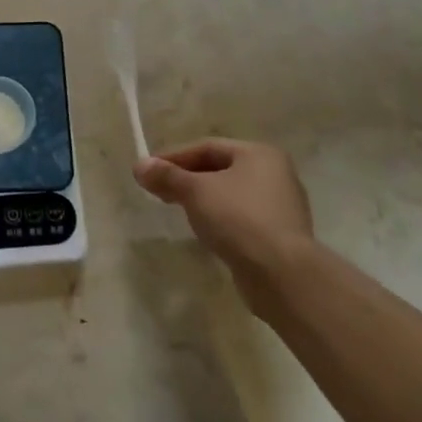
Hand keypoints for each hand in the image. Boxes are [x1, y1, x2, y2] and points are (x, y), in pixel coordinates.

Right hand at [133, 140, 314, 302]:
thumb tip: (139, 166)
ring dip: (202, 199)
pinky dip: (220, 218)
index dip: (174, 157)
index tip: (149, 170)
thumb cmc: (238, 218)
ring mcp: (281, 206)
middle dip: (187, 178)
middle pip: (220, 169)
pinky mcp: (280, 235)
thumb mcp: (195, 192)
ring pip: (231, 194)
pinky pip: (242, 217)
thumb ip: (167, 176)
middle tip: (159, 190)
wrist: (282, 274)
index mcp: (259, 154)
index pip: (208, 147)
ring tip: (177, 209)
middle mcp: (275, 174)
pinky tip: (204, 230)